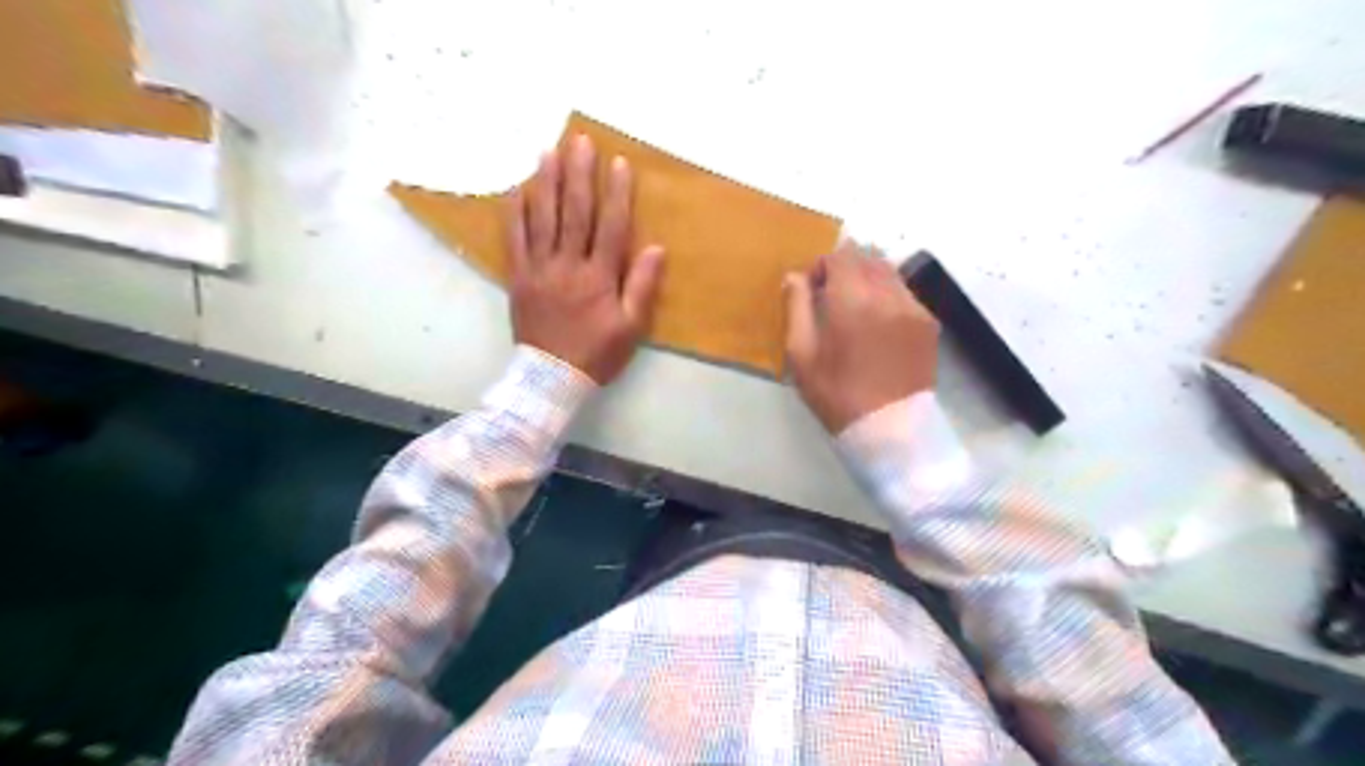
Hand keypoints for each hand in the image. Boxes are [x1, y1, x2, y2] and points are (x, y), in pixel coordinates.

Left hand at [505, 134, 667, 385]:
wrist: (551, 378)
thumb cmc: (597, 353)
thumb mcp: (631, 327)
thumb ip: (642, 286)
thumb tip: (655, 248)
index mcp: (599, 277)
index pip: (611, 227)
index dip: (616, 193)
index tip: (618, 163)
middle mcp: (568, 265)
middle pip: (574, 213)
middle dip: (578, 174)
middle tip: (579, 140)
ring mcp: (539, 269)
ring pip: (542, 219)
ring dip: (545, 183)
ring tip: (548, 151)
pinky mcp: (519, 277)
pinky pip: (514, 239)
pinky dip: (514, 213)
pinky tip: (515, 188)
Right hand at [785, 244, 932, 433]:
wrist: (889, 430)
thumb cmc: (837, 395)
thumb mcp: (802, 355)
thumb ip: (796, 308)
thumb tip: (794, 277)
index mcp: (853, 301)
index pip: (840, 255)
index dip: (821, 265)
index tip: (811, 289)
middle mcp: (888, 295)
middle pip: (867, 258)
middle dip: (846, 269)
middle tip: (831, 297)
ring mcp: (914, 308)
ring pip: (889, 273)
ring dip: (868, 279)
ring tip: (855, 309)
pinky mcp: (929, 323)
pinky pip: (905, 293)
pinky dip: (888, 296)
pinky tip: (878, 324)